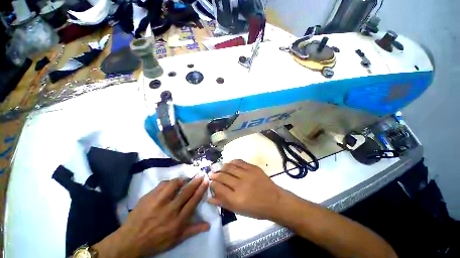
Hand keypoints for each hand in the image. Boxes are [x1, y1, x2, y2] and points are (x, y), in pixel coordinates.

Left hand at [94, 176, 209, 257]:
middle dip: (196, 181)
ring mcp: (158, 202)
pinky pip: (162, 184)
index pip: (193, 201)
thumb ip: (193, 230)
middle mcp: (170, 209)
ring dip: (181, 180)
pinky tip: (170, 184)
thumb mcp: (176, 239)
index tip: (206, 181)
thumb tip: (208, 225)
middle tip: (201, 175)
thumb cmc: (156, 241)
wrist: (131, 240)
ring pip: (174, 185)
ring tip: (184, 180)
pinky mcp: (149, 197)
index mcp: (178, 221)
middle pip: (186, 191)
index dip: (201, 189)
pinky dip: (168, 182)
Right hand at [208, 160, 283, 219]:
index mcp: (236, 198)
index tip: (210, 182)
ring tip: (219, 169)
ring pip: (230, 167)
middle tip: (212, 175)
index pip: (219, 188)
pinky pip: (240, 162)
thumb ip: (223, 203)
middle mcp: (240, 185)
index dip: (212, 184)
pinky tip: (229, 163)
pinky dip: (232, 162)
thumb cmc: (256, 209)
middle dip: (215, 175)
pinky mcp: (253, 168)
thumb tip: (210, 197)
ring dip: (222, 167)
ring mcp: (247, 174)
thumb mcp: (238, 210)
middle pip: (223, 176)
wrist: (274, 201)